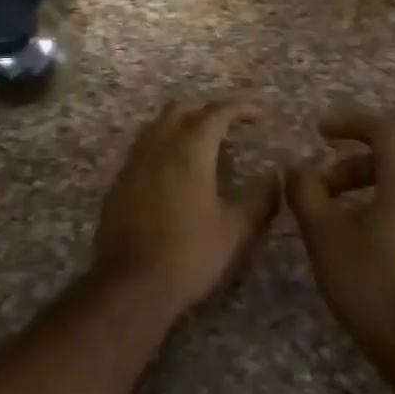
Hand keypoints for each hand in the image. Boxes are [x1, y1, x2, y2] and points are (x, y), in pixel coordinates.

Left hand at [93, 97, 281, 317]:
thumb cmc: (188, 256)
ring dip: (182, 122)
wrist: (129, 286)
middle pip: (181, 110)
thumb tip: (275, 178)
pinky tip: (175, 168)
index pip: (216, 113)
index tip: (260, 112)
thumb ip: (260, 200)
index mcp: (189, 152)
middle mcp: (158, 147)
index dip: (240, 107)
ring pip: (157, 125)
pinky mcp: (119, 182)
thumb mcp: (235, 231)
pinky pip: (143, 147)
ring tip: (203, 140)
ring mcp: (133, 163)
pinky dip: (164, 143)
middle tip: (231, 121)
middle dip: (208, 108)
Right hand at [286, 111, 394, 360]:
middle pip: (389, 158)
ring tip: (329, 217)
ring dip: (360, 189)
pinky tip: (353, 240)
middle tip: (317, 188)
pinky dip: (377, 208)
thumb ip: (306, 191)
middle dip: (347, 165)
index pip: (382, 129)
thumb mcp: (324, 233)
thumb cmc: (371, 282)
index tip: (318, 131)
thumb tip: (297, 167)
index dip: (348, 123)